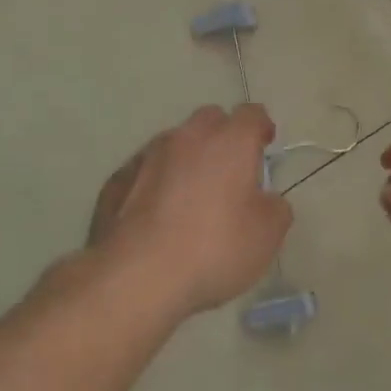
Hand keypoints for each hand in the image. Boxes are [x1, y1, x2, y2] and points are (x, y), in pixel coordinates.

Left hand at [87, 104, 291, 315]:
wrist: (135, 277)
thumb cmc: (213, 248)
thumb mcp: (267, 235)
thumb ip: (274, 207)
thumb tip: (265, 200)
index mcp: (229, 142)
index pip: (251, 114)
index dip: (261, 126)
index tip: (265, 144)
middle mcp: (187, 138)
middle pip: (210, 120)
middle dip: (222, 137)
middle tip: (230, 171)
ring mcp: (146, 157)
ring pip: (174, 144)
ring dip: (187, 160)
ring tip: (190, 198)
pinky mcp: (115, 181)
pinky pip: (145, 172)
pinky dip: (156, 183)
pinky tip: (157, 216)